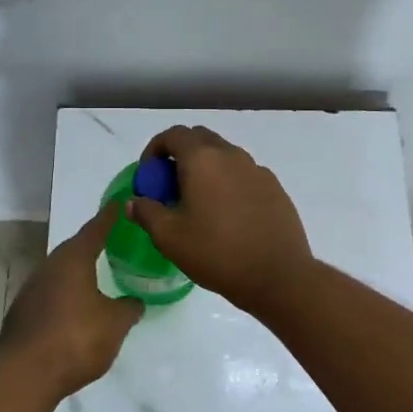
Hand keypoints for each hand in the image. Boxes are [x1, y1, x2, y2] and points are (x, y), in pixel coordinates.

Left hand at [0, 203, 143, 396]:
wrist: (26, 374)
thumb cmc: (77, 338)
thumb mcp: (115, 324)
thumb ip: (128, 308)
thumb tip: (135, 301)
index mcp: (73, 260)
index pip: (95, 229)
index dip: (109, 217)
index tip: (119, 202)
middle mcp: (49, 267)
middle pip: (73, 249)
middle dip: (91, 245)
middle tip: (111, 242)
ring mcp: (31, 290)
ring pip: (59, 273)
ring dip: (76, 273)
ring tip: (95, 277)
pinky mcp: (21, 313)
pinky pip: (49, 295)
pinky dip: (64, 296)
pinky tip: (74, 310)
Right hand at [125, 126, 313, 314]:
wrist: (278, 276)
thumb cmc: (217, 253)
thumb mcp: (169, 237)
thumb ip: (146, 212)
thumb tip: (134, 202)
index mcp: (202, 159)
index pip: (173, 135)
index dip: (155, 150)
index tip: (149, 176)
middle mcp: (231, 155)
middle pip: (200, 139)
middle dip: (180, 155)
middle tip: (170, 187)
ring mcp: (257, 170)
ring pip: (224, 156)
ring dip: (206, 169)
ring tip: (198, 203)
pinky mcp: (275, 188)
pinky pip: (244, 174)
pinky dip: (228, 183)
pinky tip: (227, 216)